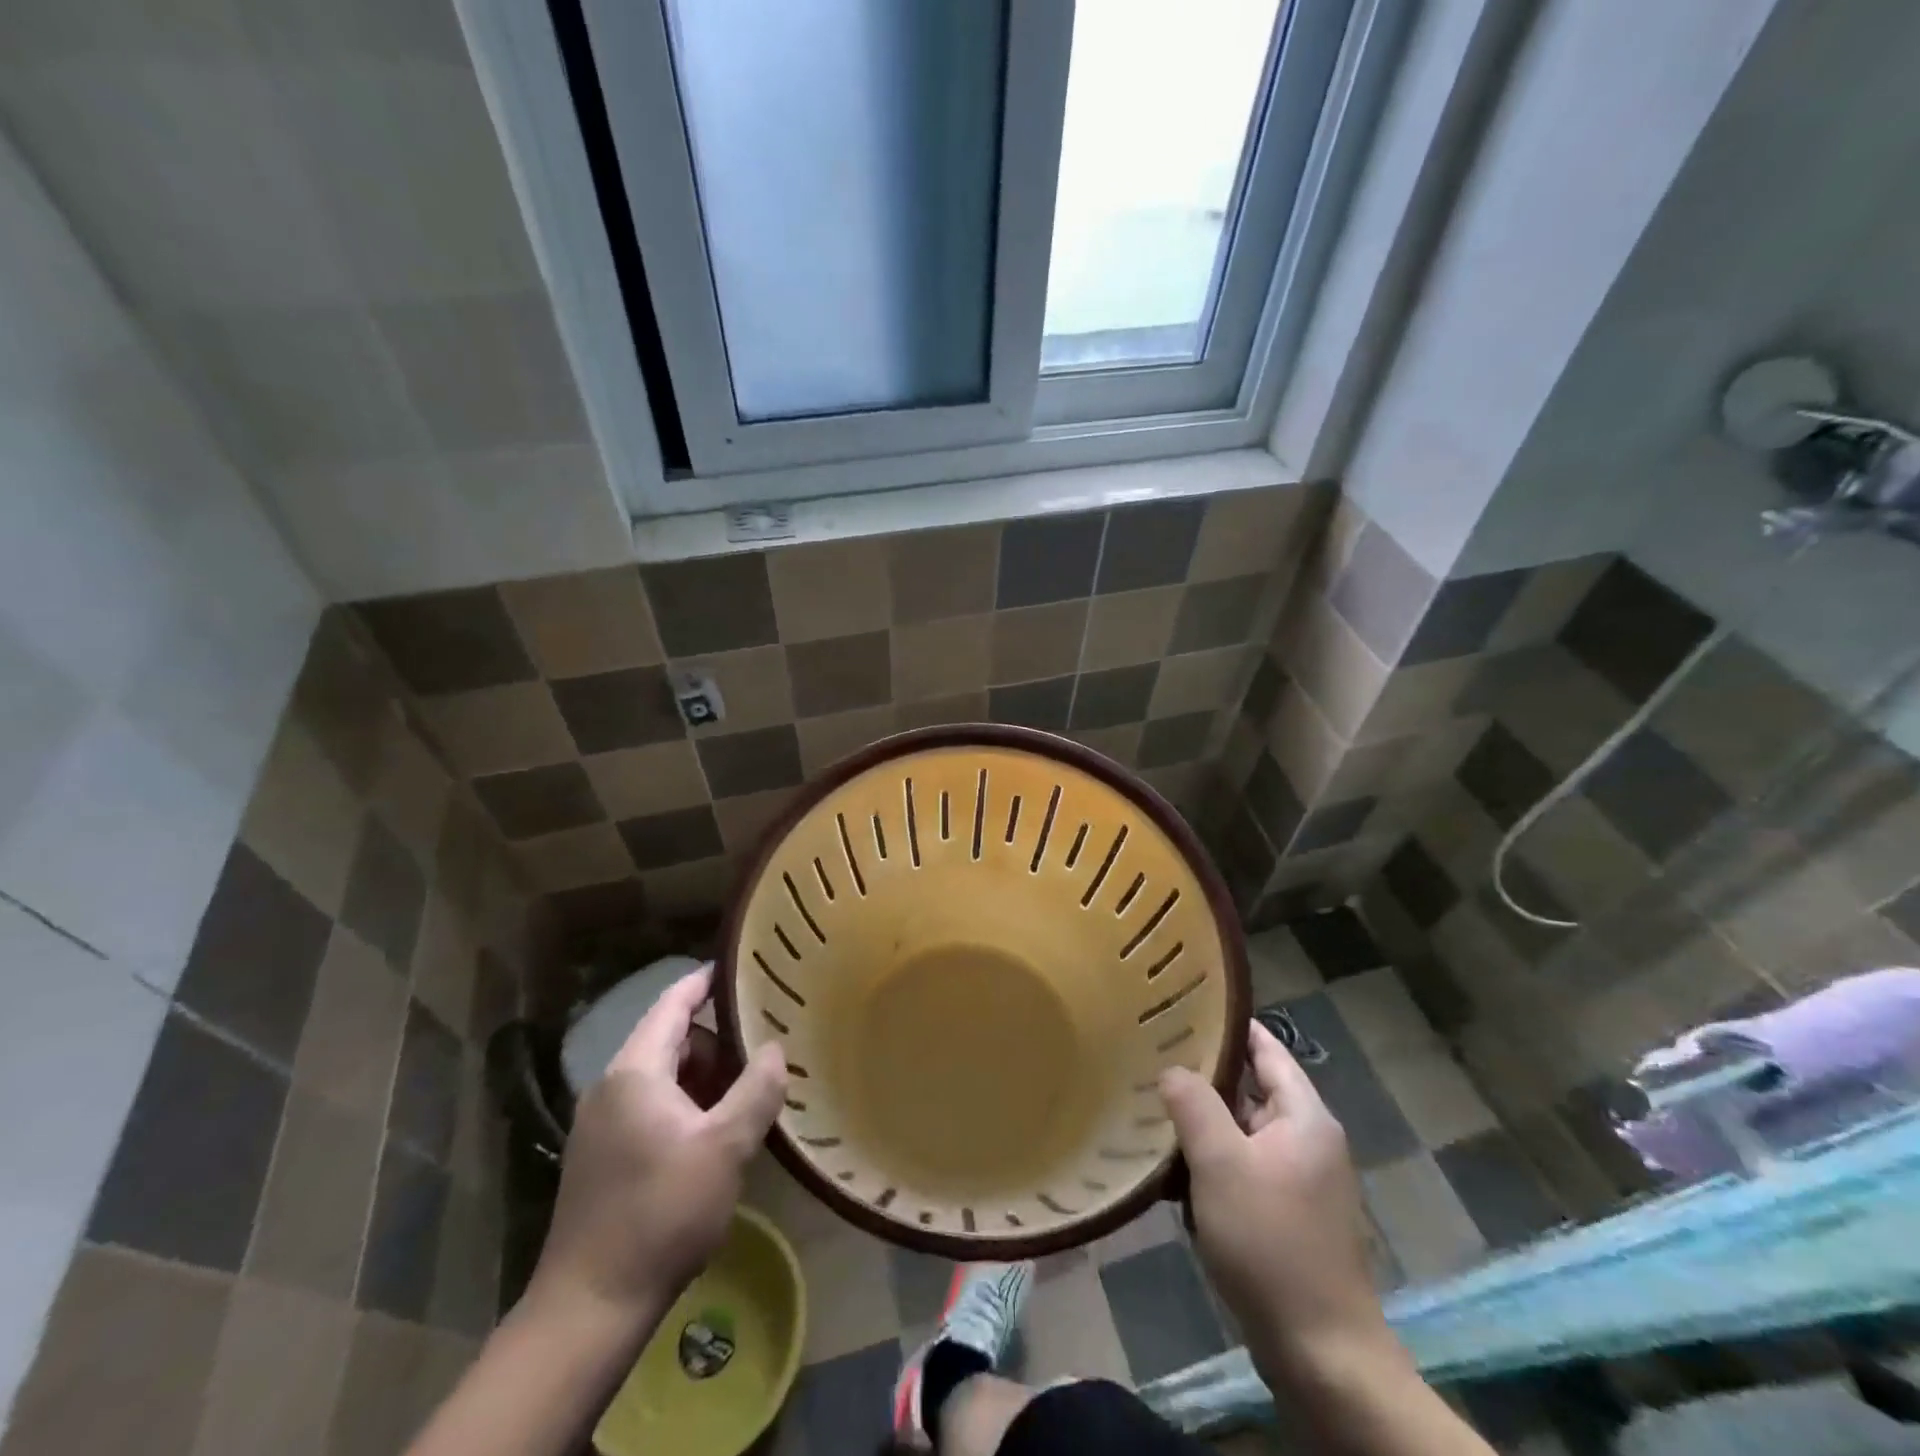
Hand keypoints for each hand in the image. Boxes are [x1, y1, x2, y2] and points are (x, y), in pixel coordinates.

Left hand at [532, 966, 786, 1318]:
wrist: (590, 1307)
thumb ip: (756, 1090)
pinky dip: (685, 1103)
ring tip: (746, 1088)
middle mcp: (611, 1087)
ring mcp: (601, 1123)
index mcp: (635, 1072)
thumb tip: (774, 1049)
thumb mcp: (725, 1148)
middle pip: (669, 1039)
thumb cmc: (662, 1213)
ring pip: (661, 1076)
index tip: (741, 966)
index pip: (673, 1004)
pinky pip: (650, 1106)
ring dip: (703, 1075)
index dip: (705, 981)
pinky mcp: (601, 1156)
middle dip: (716, 1038)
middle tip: (763, 1041)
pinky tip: (714, 1131)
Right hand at [1161, 1021, 1393, 1379]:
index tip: (1185, 1006)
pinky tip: (1173, 1167)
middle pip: (1252, 1090)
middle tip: (1153, 1054)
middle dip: (1205, 1076)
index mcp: (1305, 1117)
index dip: (1229, 1026)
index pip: (1267, 1049)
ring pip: (1242, 1132)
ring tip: (1152, 1103)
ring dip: (1203, 1123)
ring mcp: (1300, 1181)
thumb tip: (1172, 1070)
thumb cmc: (1271, 1242)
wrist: (1321, 1353)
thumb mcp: (1221, 1163)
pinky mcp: (1287, 1216)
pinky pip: (1243, 1169)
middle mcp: (1308, 1141)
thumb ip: (1193, 1105)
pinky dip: (1212, 1162)